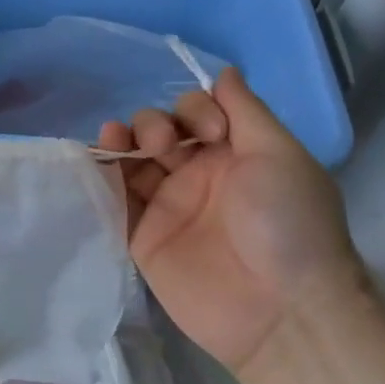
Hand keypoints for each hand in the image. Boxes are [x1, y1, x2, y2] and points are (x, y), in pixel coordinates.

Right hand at [98, 66, 365, 375]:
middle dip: (153, 124)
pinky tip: (96, 159)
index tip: (210, 133)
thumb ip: (246, 109)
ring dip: (121, 140)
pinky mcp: (144, 238)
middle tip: (164, 145)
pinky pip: (117, 199)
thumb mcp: (279, 154)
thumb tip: (224, 70)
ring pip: (133, 160)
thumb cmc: (288, 223)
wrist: (282, 313)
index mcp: (234, 153)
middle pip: (159, 130)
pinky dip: (103, 177)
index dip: (194, 110)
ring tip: (115, 139)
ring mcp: (170, 206)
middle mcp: (199, 175)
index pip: (197, 112)